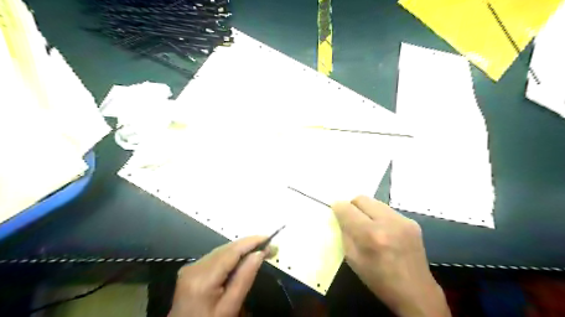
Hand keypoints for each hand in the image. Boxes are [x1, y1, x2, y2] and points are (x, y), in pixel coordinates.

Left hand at [168, 237, 271, 316]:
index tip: (269, 238)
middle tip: (270, 247)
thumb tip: (259, 253)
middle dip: (249, 245)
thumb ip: (244, 279)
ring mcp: (190, 267)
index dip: (251, 242)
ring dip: (241, 249)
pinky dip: (231, 256)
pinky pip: (215, 257)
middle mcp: (194, 267)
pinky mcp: (191, 270)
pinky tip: (243, 258)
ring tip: (260, 250)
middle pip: (226, 249)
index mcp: (203, 278)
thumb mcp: (230, 308)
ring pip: (221, 251)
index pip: (231, 252)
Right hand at [332, 196, 450, 316]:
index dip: (338, 208)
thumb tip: (341, 216)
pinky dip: (380, 216)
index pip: (347, 209)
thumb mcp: (353, 259)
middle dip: (352, 206)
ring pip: (375, 202)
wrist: (416, 292)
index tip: (336, 211)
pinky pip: (387, 210)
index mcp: (370, 235)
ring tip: (368, 225)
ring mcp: (402, 220)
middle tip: (351, 219)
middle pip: (361, 199)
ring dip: (366, 210)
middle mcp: (388, 222)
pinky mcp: (412, 221)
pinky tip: (383, 231)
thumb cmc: (379, 280)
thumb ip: (345, 233)